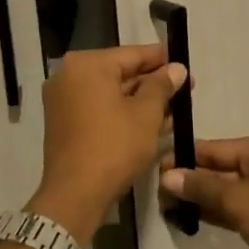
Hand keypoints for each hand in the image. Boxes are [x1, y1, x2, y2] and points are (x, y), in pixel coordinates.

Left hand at [30, 45, 186, 243]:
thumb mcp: (146, 114)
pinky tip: (151, 121)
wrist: (75, 194)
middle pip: (120, 72)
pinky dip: (122, 112)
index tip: (185, 63)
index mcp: (87, 65)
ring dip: (141, 100)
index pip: (132, 54)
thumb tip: (177, 68)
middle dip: (153, 82)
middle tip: (185, 89)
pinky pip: (99, 108)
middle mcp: (69, 75)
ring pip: (111, 92)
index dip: (162, 59)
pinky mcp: (64, 122)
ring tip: (175, 107)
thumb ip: (162, 86)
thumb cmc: (114, 147)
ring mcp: (63, 100)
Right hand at [161, 131, 248, 248]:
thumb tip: (168, 177)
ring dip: (204, 197)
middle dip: (193, 181)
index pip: (216, 148)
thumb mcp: (238, 200)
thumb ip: (202, 187)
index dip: (185, 159)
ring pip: (231, 187)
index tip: (158, 169)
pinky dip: (221, 209)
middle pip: (222, 167)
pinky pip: (242, 203)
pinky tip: (194, 216)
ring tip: (171, 207)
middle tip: (161, 194)